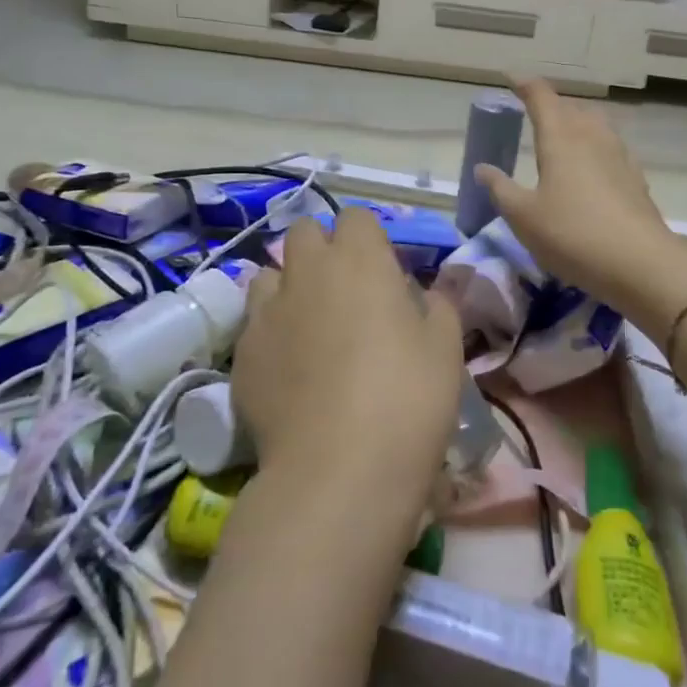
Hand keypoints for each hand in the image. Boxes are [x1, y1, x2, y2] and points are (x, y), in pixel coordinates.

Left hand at [229, 208, 463, 508]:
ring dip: (289, 287)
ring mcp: (266, 312)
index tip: (383, 272)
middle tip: (345, 291)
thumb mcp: (445, 347)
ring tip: (310, 326)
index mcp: (360, 261)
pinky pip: (254, 324)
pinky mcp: (242, 353)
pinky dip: (271, 333)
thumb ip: (438, 303)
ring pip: (269, 275)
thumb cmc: (408, 397)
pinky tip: (289, 370)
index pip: (355, 217)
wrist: (339, 469)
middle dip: (321, 249)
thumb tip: (428, 288)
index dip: (369, 238)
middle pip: (303, 232)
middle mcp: (307, 273)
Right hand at [475, 78, 686, 308]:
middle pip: (571, 108)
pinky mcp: (635, 177)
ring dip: (576, 122)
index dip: (524, 85)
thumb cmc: (572, 235)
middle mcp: (592, 136)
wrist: (639, 263)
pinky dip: (594, 146)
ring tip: (562, 135)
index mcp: (560, 138)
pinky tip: (591, 166)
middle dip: (551, 105)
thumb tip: (483, 168)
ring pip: (595, 125)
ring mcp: (619, 155)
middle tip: (533, 111)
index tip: (510, 78)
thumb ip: (500, 189)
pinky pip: (610, 147)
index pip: (541, 97)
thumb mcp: (523, 217)